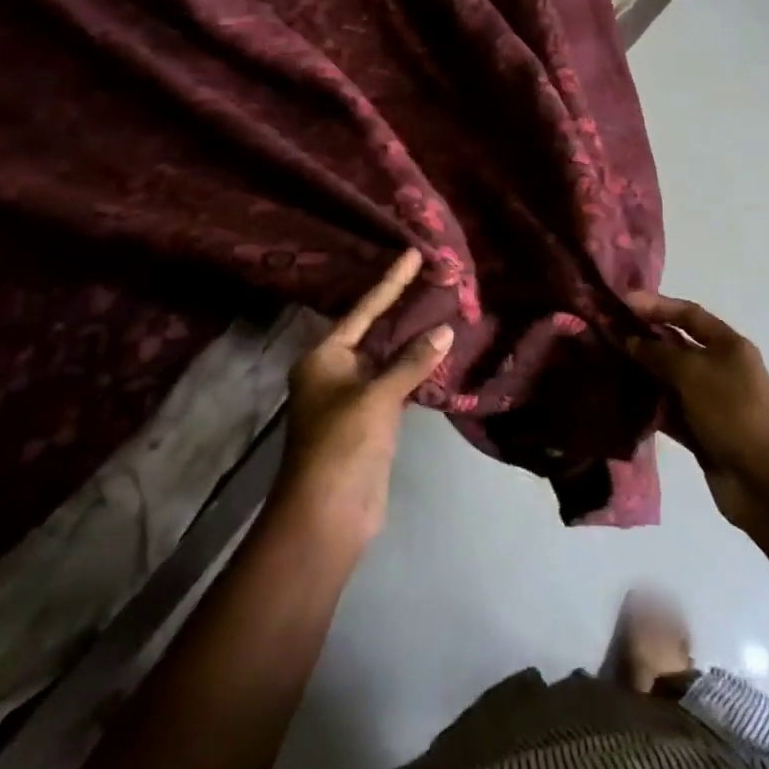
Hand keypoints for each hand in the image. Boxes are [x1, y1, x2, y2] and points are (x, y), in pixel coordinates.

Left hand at [276, 249, 452, 546]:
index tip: (413, 253)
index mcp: (324, 356)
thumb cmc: (342, 445)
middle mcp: (336, 370)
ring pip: (388, 358)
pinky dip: (417, 370)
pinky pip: (397, 383)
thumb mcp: (377, 398)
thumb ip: (411, 363)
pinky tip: (440, 354)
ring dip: (413, 340)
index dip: (391, 281)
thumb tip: (444, 330)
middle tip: (435, 277)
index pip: (364, 309)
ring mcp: (354, 397)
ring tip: (444, 307)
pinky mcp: (372, 421)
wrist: (328, 515)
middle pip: (375, 330)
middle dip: (404, 307)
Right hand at [625, 292, 768, 529]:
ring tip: (605, 364)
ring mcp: (709, 401)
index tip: (622, 301)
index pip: (689, 314)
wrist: (765, 481)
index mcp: (728, 345)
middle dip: (643, 338)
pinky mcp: (700, 431)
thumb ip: (659, 353)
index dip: (657, 304)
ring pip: (669, 379)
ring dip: (642, 372)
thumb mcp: (694, 373)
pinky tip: (620, 400)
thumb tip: (630, 340)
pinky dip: (648, 404)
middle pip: (676, 345)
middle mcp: (719, 368)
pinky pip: (668, 410)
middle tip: (605, 333)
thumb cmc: (733, 413)